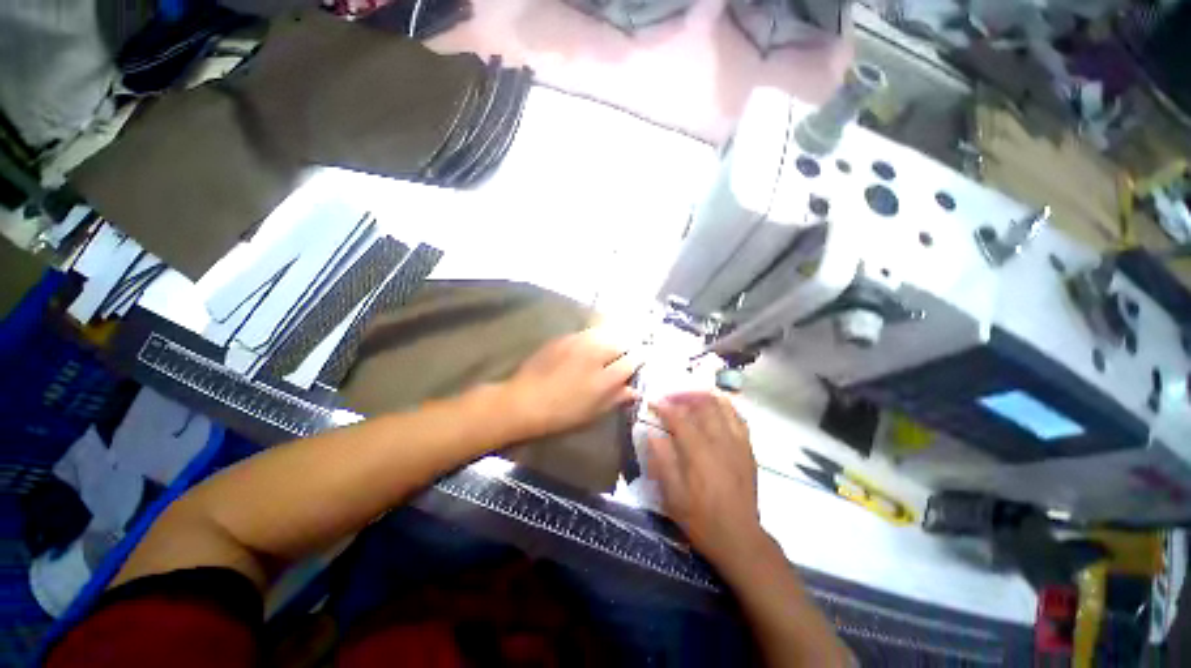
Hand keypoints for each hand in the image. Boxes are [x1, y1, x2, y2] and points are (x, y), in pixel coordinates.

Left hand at [498, 328, 639, 440]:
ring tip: (608, 349)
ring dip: (611, 340)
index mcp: (605, 378)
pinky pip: (587, 333)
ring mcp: (579, 343)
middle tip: (624, 356)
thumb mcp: (593, 413)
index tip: (641, 360)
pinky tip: (588, 347)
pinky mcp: (564, 338)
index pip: (633, 360)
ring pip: (605, 334)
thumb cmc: (561, 414)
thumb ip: (616, 398)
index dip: (640, 359)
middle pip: (621, 342)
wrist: (525, 400)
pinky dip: (594, 338)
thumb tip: (634, 390)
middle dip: (627, 348)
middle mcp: (595, 354)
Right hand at [648, 392, 764, 569]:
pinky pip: (737, 416)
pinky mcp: (748, 448)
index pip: (679, 418)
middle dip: (684, 394)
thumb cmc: (701, 519)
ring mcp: (738, 443)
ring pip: (723, 405)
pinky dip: (724, 406)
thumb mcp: (673, 496)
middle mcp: (721, 441)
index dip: (664, 406)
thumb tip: (652, 433)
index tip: (652, 401)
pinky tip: (714, 408)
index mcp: (699, 453)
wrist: (740, 538)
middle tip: (670, 396)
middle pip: (703, 403)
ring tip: (690, 397)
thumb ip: (662, 461)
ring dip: (704, 396)